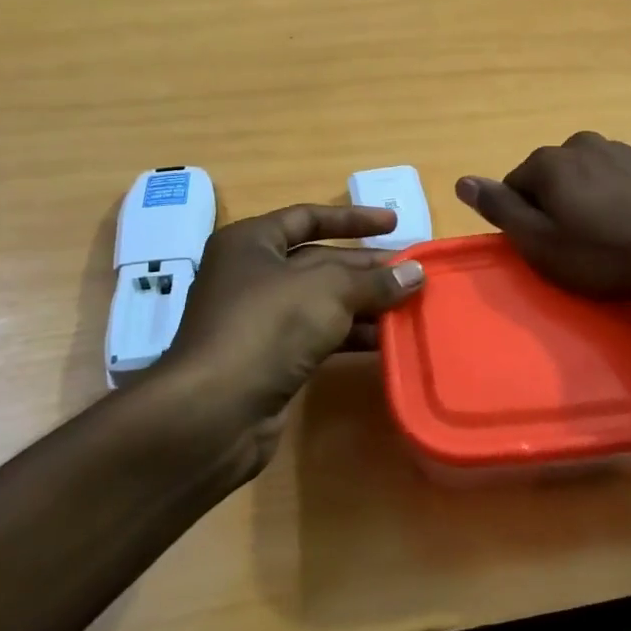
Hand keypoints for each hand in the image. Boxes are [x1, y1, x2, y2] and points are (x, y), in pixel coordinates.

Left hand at [152, 204, 423, 481]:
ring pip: (321, 302)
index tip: (394, 224)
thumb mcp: (329, 291)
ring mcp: (258, 320)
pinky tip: (384, 342)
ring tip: (409, 308)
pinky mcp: (268, 359)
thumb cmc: (268, 327)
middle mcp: (251, 275)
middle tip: (412, 273)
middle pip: (319, 261)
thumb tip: (415, 273)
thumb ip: (374, 280)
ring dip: (364, 305)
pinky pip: (317, 336)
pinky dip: (350, 336)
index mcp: (251, 243)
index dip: (353, 219)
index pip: (308, 217)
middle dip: (366, 268)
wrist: (214, 412)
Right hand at [455, 132, 630, 306]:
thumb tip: (462, 181)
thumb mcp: (541, 243)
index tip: (547, 247)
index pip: (515, 186)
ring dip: (587, 201)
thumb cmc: (605, 255)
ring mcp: (620, 149)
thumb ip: (500, 209)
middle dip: (556, 206)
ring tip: (608, 238)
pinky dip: (616, 198)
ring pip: (585, 177)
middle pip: (551, 178)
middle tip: (577, 246)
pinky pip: (617, 178)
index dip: (525, 220)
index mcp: (549, 162)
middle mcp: (580, 143)